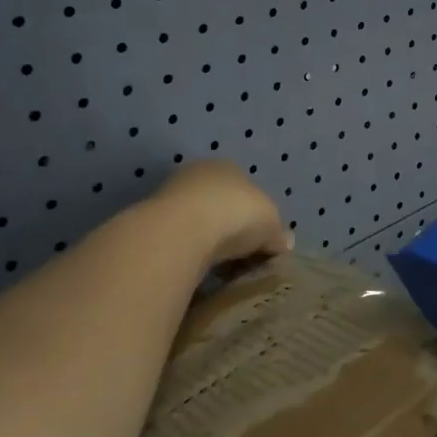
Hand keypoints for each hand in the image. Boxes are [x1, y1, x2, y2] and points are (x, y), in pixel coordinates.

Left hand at [150, 160, 292, 266]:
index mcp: (229, 167)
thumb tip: (286, 242)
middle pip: (219, 204)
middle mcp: (198, 175)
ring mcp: (171, 196)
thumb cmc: (235, 214)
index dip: (255, 213)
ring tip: (220, 269)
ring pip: (196, 222)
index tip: (260, 240)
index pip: (245, 188)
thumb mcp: (271, 224)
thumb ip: (278, 233)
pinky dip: (188, 253)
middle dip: (229, 228)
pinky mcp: (151, 223)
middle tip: (241, 256)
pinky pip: (179, 240)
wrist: (180, 231)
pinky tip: (198, 269)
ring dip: (206, 241)